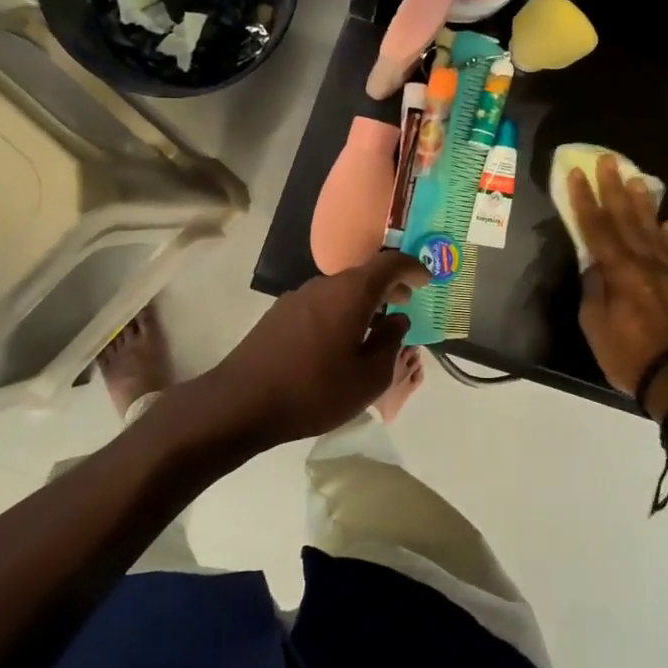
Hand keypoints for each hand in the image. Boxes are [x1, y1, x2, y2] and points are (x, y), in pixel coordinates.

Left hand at [204, 249, 428, 448]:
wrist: (240, 403)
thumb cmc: (314, 391)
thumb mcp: (368, 378)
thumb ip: (390, 344)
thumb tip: (397, 321)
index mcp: (351, 293)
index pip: (390, 263)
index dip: (413, 268)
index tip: (427, 281)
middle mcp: (324, 285)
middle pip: (364, 274)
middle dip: (389, 286)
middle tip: (406, 302)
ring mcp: (297, 298)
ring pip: (341, 290)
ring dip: (364, 301)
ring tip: (375, 327)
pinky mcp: (279, 315)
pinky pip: (322, 304)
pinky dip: (341, 312)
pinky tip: (341, 342)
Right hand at [570, 153, 667, 417]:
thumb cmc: (629, 356)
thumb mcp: (596, 327)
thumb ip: (594, 290)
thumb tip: (593, 265)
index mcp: (620, 272)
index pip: (597, 229)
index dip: (585, 200)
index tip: (576, 175)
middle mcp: (645, 263)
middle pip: (626, 219)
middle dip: (613, 188)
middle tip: (607, 161)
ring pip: (652, 229)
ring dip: (642, 202)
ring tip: (635, 178)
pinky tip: (667, 222)